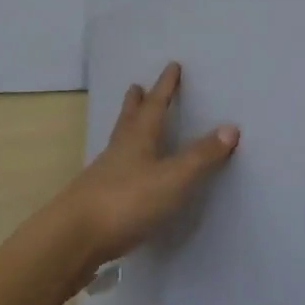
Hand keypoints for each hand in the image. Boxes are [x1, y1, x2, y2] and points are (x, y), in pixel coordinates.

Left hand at [54, 62, 237, 278]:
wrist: (73, 239)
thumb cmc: (126, 201)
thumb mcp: (172, 178)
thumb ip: (201, 156)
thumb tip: (231, 127)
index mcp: (138, 138)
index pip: (156, 105)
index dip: (166, 86)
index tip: (172, 66)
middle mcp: (120, 150)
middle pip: (129, 119)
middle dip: (136, 102)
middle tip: (136, 86)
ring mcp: (105, 175)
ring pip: (119, 143)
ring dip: (127, 128)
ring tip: (130, 121)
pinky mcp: (97, 200)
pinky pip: (115, 170)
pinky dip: (123, 161)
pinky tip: (126, 172)